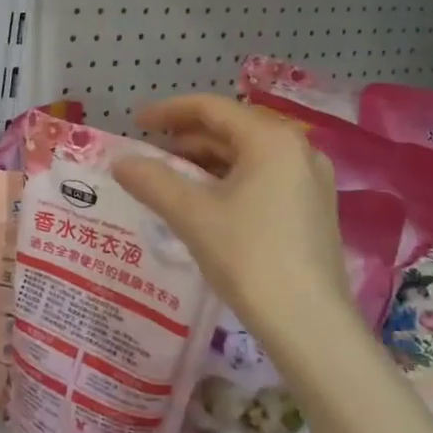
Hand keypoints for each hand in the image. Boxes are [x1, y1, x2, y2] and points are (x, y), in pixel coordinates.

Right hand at [113, 95, 355, 348]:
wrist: (308, 323)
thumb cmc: (248, 256)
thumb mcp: (191, 214)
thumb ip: (152, 181)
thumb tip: (120, 162)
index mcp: (271, 140)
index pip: (212, 108)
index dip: (169, 111)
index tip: (136, 123)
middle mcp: (298, 149)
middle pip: (233, 129)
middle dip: (187, 138)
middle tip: (151, 153)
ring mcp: (310, 180)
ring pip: (248, 155)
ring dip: (207, 161)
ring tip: (171, 178)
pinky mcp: (313, 209)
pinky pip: (263, 177)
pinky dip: (229, 180)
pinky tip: (205, 203)